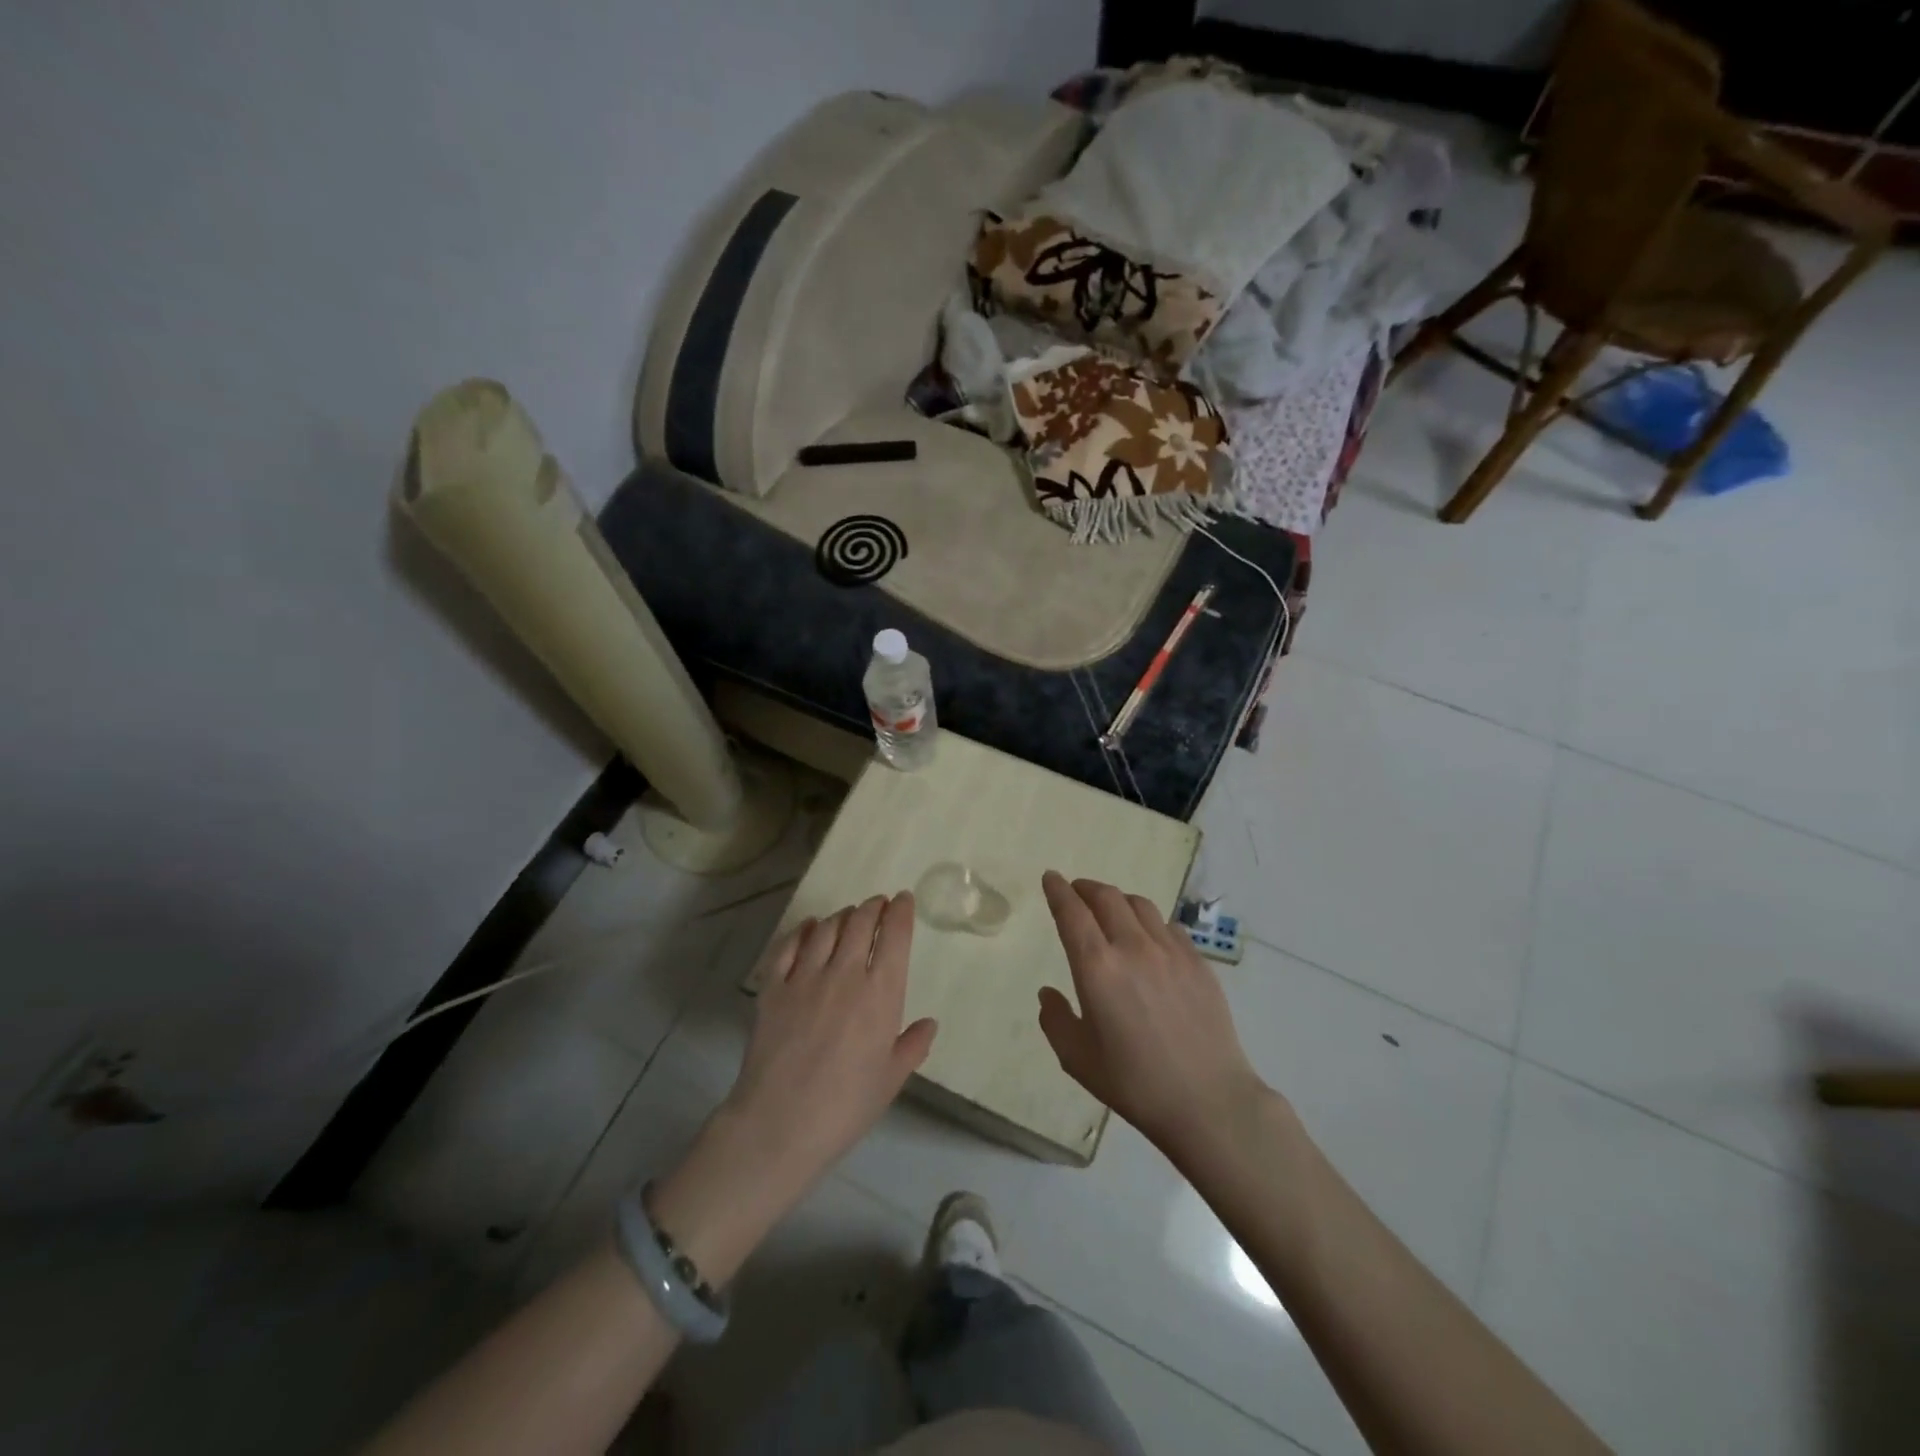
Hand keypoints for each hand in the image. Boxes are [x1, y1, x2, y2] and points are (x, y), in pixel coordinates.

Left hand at [728, 895, 935, 1190]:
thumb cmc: (846, 1106)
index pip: (894, 936)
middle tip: (877, 903)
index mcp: (880, 994)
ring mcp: (805, 977)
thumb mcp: (891, 1079)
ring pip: (826, 928)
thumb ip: (912, 1046)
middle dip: (872, 907)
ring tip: (848, 915)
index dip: (900, 911)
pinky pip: (788, 946)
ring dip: (841, 915)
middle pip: (860, 922)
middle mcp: (844, 974)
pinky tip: (808, 927)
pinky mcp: (773, 987)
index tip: (903, 899)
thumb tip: (929, 1024)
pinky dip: (802, 930)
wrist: (780, 1124)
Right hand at [1037, 871, 1267, 1162]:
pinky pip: (1169, 926)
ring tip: (1111, 910)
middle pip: (1106, 897)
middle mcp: (1133, 947)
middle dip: (1086, 888)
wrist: (1208, 1100)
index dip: (1058, 890)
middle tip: (1076, 891)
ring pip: (1139, 905)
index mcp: (1097, 968)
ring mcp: (1170, 951)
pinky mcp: (1198, 962)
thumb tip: (1048, 993)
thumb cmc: (1135, 1082)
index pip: (1071, 912)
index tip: (1050, 877)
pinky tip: (1150, 938)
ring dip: (1118, 900)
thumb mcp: (1078, 1059)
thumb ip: (1055, 1020)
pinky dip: (1150, 922)